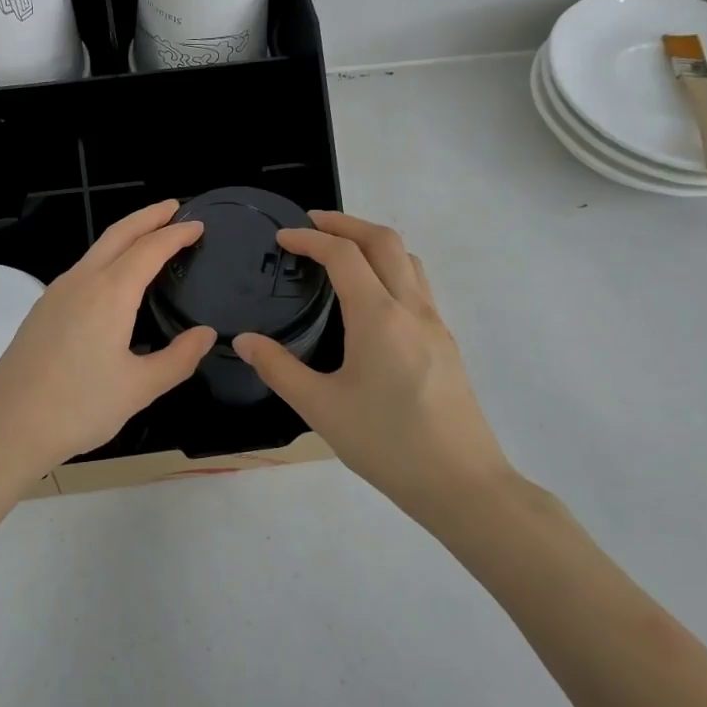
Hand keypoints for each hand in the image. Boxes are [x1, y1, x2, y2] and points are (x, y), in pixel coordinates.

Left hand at [0, 200, 215, 492]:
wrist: (6, 427)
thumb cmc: (78, 407)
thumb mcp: (139, 388)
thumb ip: (179, 358)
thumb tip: (206, 334)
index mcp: (109, 293)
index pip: (150, 249)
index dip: (176, 234)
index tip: (198, 224)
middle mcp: (81, 281)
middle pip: (118, 234)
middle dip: (148, 217)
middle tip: (174, 207)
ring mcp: (56, 293)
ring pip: (96, 250)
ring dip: (125, 236)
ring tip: (149, 238)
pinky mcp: (42, 310)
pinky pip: (82, 269)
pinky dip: (107, 258)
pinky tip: (114, 280)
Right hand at [232, 211, 512, 519]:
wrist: (462, 483)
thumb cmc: (387, 444)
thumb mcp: (321, 408)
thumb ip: (278, 369)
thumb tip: (243, 340)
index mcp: (379, 317)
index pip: (344, 256)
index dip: (310, 239)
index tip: (282, 237)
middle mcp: (411, 308)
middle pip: (383, 241)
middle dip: (345, 223)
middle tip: (312, 223)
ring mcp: (434, 324)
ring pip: (407, 259)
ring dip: (372, 241)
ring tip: (341, 250)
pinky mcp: (445, 342)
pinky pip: (418, 284)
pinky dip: (390, 267)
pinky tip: (371, 296)